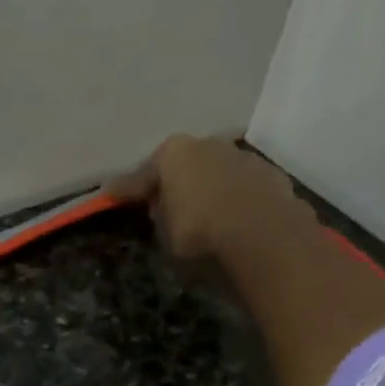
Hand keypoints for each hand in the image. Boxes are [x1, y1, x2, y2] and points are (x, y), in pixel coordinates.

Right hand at [105, 133, 318, 264]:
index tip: (111, 196)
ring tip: (205, 218)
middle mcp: (209, 145)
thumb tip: (161, 208)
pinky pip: (243, 191)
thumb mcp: (165, 235)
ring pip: (218, 174)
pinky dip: (236, 203)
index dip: (127, 190)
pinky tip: (234, 223)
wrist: (264, 240)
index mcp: (174, 153)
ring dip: (210, 192)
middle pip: (186, 166)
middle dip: (176, 184)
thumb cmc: (199, 236)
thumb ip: (160, 217)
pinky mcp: (273, 178)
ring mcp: (244, 158)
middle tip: (166, 207)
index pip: (143, 174)